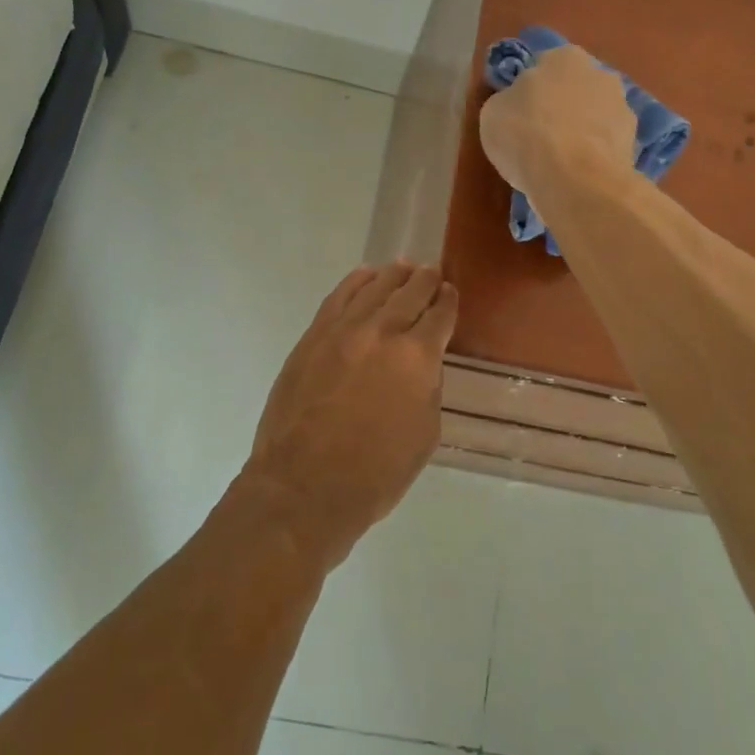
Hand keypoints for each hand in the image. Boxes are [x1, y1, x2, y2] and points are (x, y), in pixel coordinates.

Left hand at [241, 262, 457, 570]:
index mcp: (417, 357)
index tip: (451, 293)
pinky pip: (338, 297)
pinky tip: (365, 276)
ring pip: (374, 288)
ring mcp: (343, 330)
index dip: (448, 302)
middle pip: (409, 293)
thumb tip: (421, 366)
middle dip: (425, 280)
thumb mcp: (424, 435)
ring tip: (403, 267)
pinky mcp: (313, 337)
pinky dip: (355, 282)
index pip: (440, 316)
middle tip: (432, 272)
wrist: (303, 486)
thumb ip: (427, 390)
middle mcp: (382, 332)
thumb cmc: (374, 474)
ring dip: (393, 275)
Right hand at [479, 43, 635, 197]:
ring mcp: (622, 107)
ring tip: (559, 162)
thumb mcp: (492, 114)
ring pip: (593, 116)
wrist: (574, 179)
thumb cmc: (525, 135)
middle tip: (539, 136)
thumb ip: (507, 101)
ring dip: (581, 131)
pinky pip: (605, 144)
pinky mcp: (634, 142)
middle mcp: (599, 73)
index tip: (519, 115)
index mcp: (563, 57)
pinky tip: (578, 174)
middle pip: (573, 89)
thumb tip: (517, 104)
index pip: (542, 67)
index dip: (529, 92)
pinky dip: (594, 154)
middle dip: (560, 107)